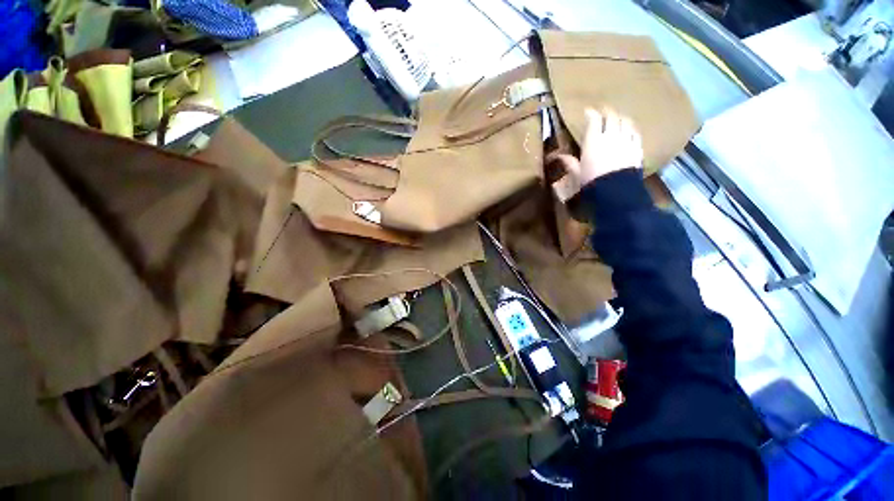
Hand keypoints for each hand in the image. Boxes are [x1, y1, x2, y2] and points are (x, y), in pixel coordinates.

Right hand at [549, 108, 643, 191]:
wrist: (615, 192)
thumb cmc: (592, 183)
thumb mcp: (577, 174)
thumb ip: (570, 163)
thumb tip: (559, 156)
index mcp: (593, 142)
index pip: (594, 120)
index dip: (591, 114)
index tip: (588, 112)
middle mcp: (611, 136)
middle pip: (611, 117)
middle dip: (607, 112)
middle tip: (603, 112)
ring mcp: (626, 141)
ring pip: (626, 122)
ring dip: (620, 118)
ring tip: (617, 119)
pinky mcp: (637, 148)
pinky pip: (635, 133)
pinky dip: (631, 129)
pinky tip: (629, 130)